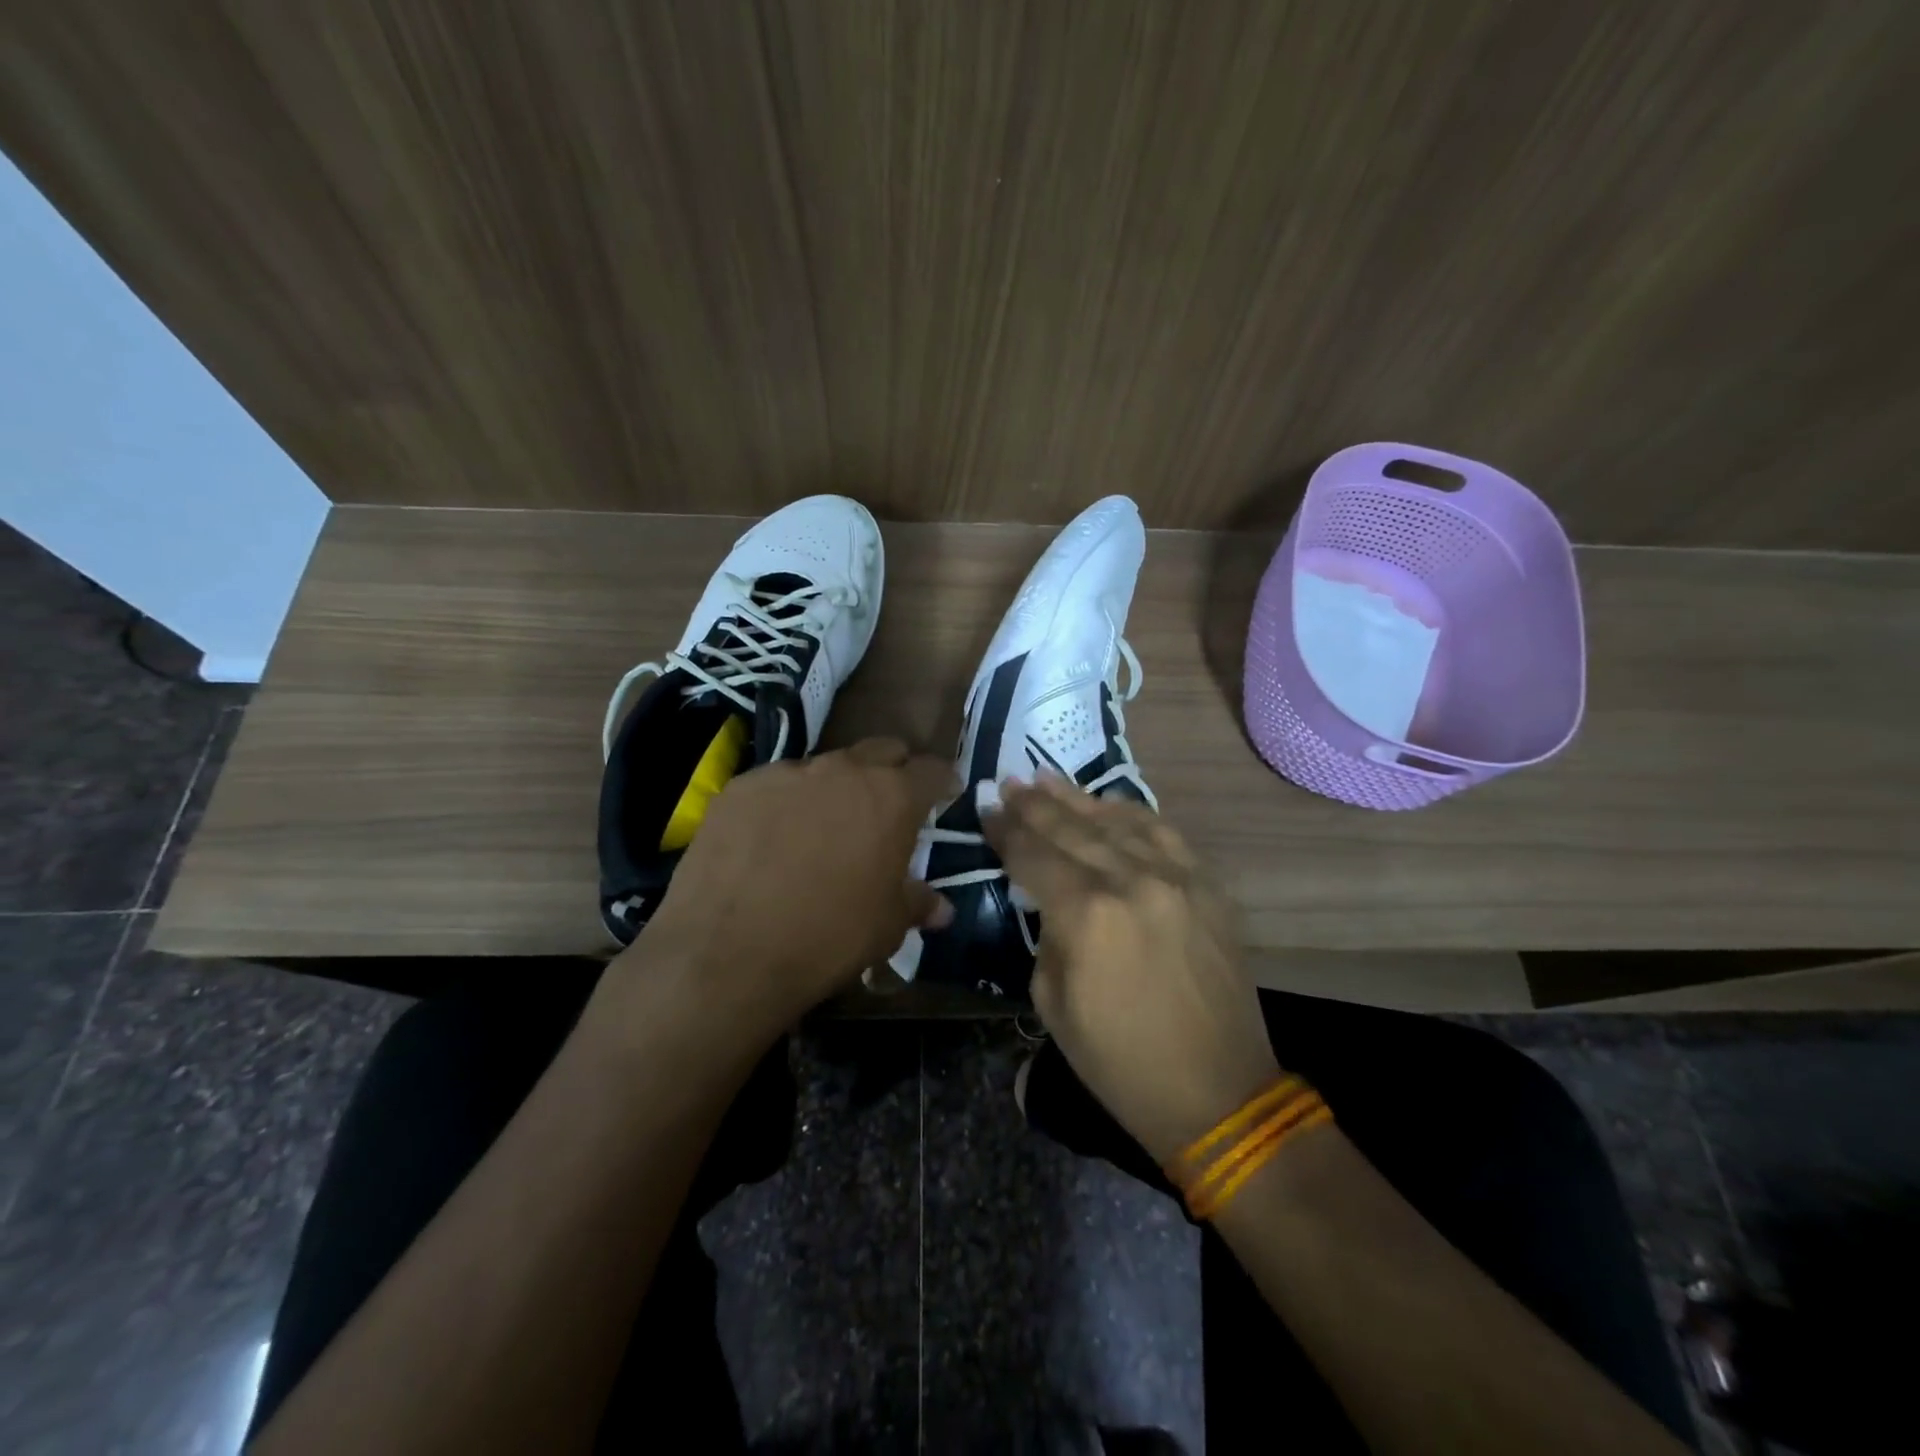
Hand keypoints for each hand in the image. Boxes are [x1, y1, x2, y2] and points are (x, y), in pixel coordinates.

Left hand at [633, 738, 954, 1037]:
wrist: (727, 952)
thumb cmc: (828, 937)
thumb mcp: (888, 927)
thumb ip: (917, 903)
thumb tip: (941, 908)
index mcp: (891, 796)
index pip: (931, 770)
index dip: (943, 781)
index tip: (946, 794)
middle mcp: (842, 770)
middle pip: (881, 751)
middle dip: (892, 771)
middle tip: (888, 805)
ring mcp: (787, 773)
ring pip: (825, 767)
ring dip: (835, 788)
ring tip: (823, 827)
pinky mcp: (741, 787)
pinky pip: (776, 784)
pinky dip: (785, 802)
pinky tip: (771, 839)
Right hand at [984, 776, 1280, 1165]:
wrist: (1218, 1092)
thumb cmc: (1121, 1061)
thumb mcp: (1054, 1003)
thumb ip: (1048, 934)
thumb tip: (1049, 900)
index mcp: (1086, 915)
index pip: (1034, 856)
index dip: (1005, 831)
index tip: (986, 809)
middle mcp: (1131, 880)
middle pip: (1071, 829)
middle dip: (1034, 805)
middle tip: (1008, 782)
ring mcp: (1176, 877)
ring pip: (1116, 821)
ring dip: (1076, 799)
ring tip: (1046, 778)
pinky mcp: (1207, 885)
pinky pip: (1163, 833)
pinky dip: (1130, 814)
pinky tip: (1108, 805)